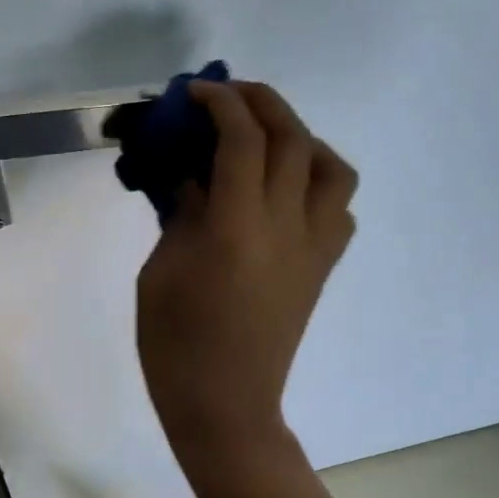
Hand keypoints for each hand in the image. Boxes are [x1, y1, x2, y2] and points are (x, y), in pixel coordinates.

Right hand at [136, 81, 357, 466]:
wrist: (225, 405)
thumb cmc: (175, 344)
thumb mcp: (161, 272)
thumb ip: (182, 214)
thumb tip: (194, 175)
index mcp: (236, 229)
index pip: (242, 139)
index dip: (220, 102)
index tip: (195, 92)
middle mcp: (286, 227)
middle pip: (292, 138)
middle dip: (260, 102)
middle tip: (227, 96)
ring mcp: (313, 248)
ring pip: (332, 168)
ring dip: (300, 137)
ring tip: (265, 141)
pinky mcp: (322, 268)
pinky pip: (338, 208)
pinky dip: (316, 182)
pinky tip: (283, 193)